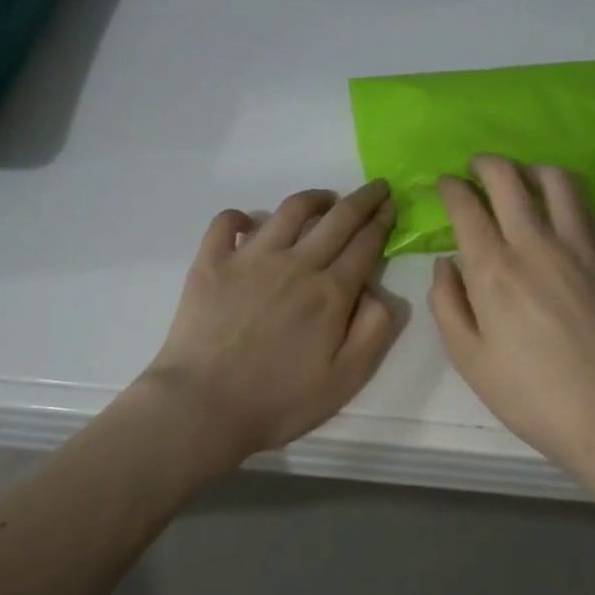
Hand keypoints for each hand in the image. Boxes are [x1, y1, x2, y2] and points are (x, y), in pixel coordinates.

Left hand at [139, 180, 400, 466]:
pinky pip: (227, 222)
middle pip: (337, 218)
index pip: (365, 243)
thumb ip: (374, 330)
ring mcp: (250, 257)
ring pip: (289, 210)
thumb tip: (377, 290)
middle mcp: (295, 263)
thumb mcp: (346, 379)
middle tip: (376, 187)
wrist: (203, 406)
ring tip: (325, 198)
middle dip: (362, 198)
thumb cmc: (279, 400)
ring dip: (314, 198)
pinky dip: (241, 216)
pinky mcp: (212, 261)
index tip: (391, 206)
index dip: (382, 221)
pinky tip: (249, 223)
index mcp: (330, 292)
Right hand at [429, 156, 594, 473]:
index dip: (450, 187)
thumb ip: (446, 304)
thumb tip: (445, 263)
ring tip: (522, 181)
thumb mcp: (469, 359)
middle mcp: (535, 244)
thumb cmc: (532, 394)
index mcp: (493, 270)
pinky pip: (587, 207)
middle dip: (485, 164)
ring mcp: (580, 245)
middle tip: (476, 169)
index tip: (445, 184)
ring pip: (556, 179)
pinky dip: (566, 198)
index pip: (466, 206)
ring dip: (530, 170)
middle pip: (508, 177)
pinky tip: (561, 213)